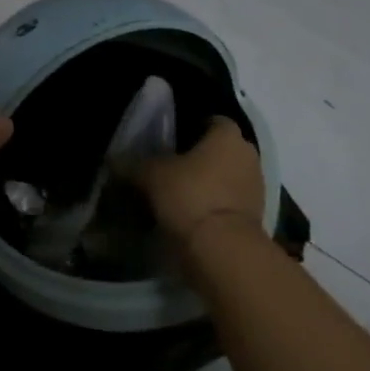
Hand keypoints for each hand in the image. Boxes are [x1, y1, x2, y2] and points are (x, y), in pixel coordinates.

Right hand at [136, 115, 266, 247]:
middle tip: (171, 166)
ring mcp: (257, 187)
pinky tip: (192, 214)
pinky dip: (215, 205)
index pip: (212, 120)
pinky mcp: (257, 217)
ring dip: (209, 183)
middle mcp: (248, 155)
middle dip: (200, 156)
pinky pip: (231, 201)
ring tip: (179, 193)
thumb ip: (132, 164)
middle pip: (221, 149)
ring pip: (227, 176)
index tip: (170, 140)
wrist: (223, 250)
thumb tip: (112, 160)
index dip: (191, 127)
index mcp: (227, 135)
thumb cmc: (190, 195)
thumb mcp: (151, 175)